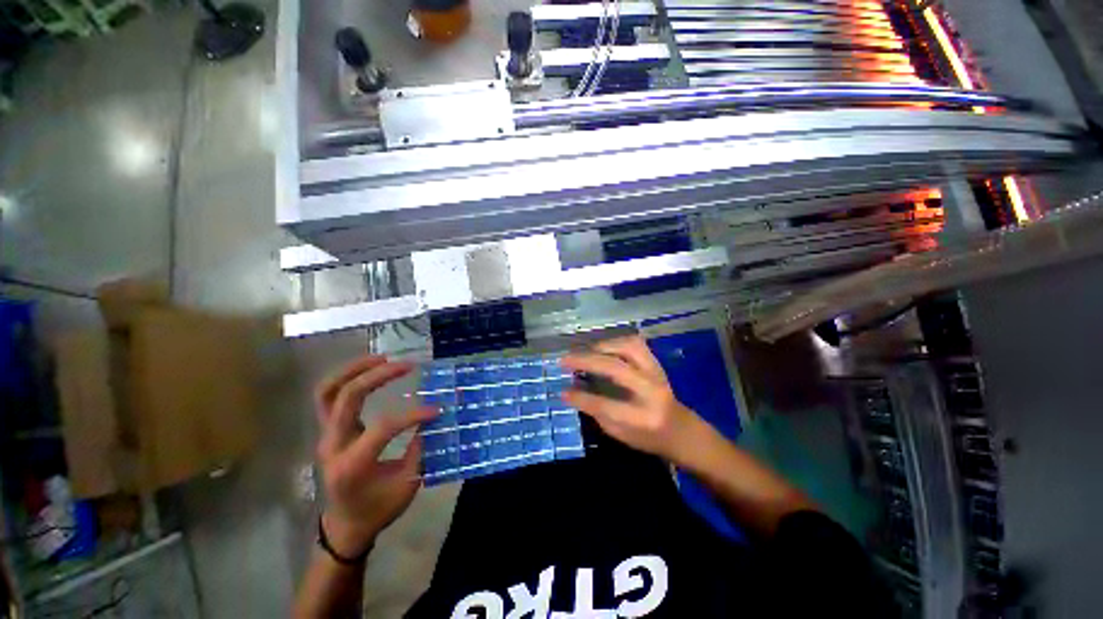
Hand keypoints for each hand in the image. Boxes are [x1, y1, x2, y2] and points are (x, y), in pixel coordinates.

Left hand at [314, 356, 435, 556]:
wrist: (345, 525)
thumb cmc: (378, 509)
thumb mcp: (407, 484)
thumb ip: (420, 449)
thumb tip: (434, 418)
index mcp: (353, 465)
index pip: (383, 427)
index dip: (413, 415)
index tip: (437, 410)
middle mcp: (333, 445)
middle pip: (347, 398)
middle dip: (377, 376)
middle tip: (406, 365)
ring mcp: (325, 436)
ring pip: (328, 392)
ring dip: (354, 370)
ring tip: (381, 358)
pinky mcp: (327, 430)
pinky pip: (327, 397)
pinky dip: (346, 378)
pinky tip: (368, 370)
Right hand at [561, 336, 706, 465]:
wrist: (681, 429)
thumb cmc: (647, 436)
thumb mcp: (619, 433)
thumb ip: (596, 411)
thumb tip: (570, 391)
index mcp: (642, 417)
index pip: (606, 405)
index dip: (581, 398)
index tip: (562, 391)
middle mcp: (651, 391)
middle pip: (615, 368)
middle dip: (586, 361)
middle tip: (564, 360)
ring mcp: (656, 373)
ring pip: (628, 347)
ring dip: (602, 346)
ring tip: (586, 352)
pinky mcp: (656, 363)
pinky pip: (635, 343)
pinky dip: (616, 341)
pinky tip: (604, 347)